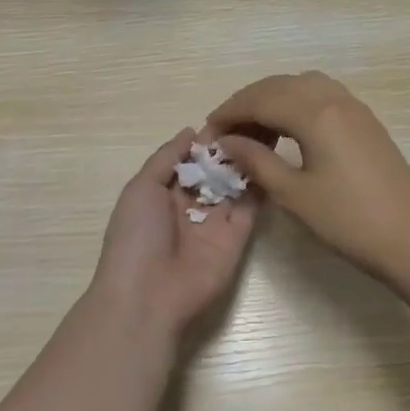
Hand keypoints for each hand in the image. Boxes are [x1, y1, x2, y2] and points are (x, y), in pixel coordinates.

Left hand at [86, 129, 260, 336]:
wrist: (148, 296)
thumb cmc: (136, 237)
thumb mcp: (141, 188)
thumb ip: (166, 158)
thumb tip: (191, 131)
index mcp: (165, 192)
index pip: (192, 159)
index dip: (209, 139)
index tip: (232, 114)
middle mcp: (192, 204)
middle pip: (217, 170)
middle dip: (233, 147)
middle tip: (258, 118)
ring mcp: (217, 221)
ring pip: (236, 185)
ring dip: (250, 161)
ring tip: (270, 131)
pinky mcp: (238, 238)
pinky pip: (251, 207)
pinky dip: (261, 186)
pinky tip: (273, 159)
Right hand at [205, 72, 409, 283]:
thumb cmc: (348, 220)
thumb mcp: (294, 194)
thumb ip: (257, 161)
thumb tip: (226, 142)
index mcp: (315, 113)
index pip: (260, 99)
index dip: (229, 113)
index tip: (207, 133)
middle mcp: (335, 99)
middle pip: (280, 85)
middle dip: (248, 102)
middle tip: (225, 132)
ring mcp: (355, 107)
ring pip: (303, 85)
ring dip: (274, 98)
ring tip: (254, 130)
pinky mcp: (365, 120)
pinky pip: (323, 95)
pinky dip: (297, 103)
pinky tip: (288, 129)